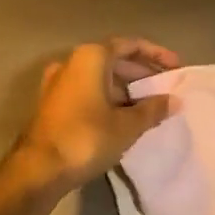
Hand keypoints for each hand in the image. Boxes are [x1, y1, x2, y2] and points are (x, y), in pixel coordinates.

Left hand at [14, 38, 181, 189]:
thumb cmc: (86, 138)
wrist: (38, 169)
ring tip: (150, 105)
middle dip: (141, 72)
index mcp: (91, 57)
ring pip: (100, 77)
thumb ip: (153, 109)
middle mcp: (72, 62)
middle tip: (165, 88)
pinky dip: (108, 98)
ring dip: (125, 88)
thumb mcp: (127, 125)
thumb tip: (175, 100)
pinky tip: (124, 117)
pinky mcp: (53, 104)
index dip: (156, 54)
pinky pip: (87, 91)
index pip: (130, 45)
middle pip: (113, 59)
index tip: (176, 68)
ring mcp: (58, 83)